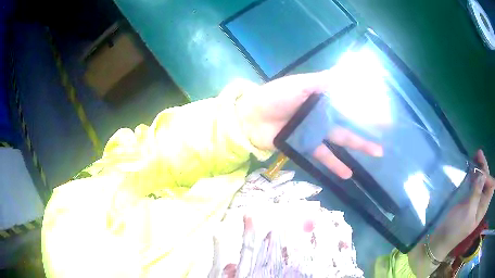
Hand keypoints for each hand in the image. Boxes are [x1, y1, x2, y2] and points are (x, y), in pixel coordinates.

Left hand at [236, 71, 382, 178]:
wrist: (250, 117)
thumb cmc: (274, 96)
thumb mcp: (300, 84)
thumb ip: (322, 82)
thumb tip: (346, 73)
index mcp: (321, 97)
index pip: (348, 101)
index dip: (365, 105)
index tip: (382, 110)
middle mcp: (321, 114)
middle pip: (349, 121)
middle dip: (368, 127)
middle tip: (386, 134)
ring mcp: (315, 131)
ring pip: (341, 139)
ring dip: (358, 147)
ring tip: (377, 154)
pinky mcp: (306, 146)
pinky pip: (323, 155)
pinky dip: (334, 164)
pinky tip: (347, 174)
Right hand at [430, 150, 494, 258]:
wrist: (441, 239)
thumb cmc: (456, 229)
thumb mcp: (467, 213)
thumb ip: (476, 194)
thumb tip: (482, 175)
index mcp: (483, 207)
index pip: (491, 186)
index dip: (488, 177)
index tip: (481, 174)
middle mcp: (481, 202)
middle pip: (487, 181)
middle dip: (485, 167)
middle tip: (478, 154)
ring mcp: (475, 200)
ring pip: (481, 180)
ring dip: (479, 168)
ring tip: (474, 156)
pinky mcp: (468, 199)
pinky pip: (475, 183)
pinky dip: (474, 175)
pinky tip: (470, 169)